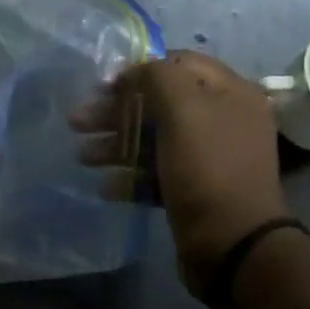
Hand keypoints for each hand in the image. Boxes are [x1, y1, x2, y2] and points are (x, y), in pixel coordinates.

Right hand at [73, 52, 292, 291]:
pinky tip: (106, 186)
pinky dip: (131, 177)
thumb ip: (157, 77)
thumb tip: (134, 72)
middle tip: (78, 122)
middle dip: (117, 111)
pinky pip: (158, 175)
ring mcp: (209, 159)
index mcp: (230, 93)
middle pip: (161, 104)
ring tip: (83, 156)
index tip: (103, 86)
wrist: (231, 244)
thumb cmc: (207, 168)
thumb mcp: (183, 109)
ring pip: (155, 141)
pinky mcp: (195, 192)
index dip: (139, 71)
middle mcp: (223, 121)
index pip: (179, 64)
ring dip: (117, 145)